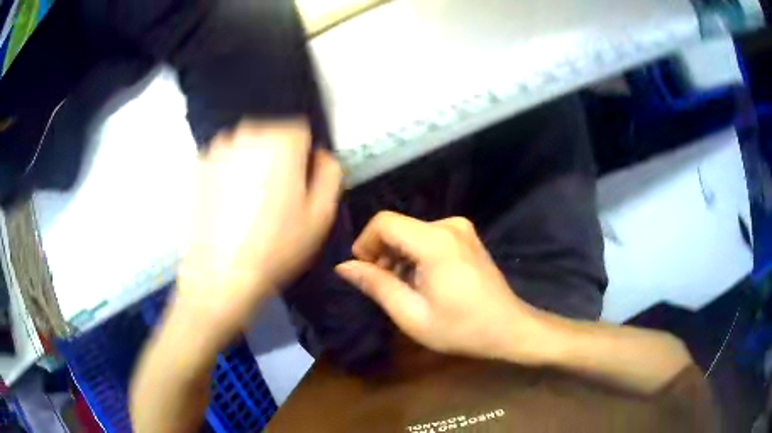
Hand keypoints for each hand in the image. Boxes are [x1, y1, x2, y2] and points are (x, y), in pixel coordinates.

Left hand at [177, 120, 341, 342]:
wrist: (222, 274)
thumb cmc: (277, 247)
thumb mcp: (321, 215)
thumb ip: (330, 174)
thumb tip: (319, 156)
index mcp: (282, 141)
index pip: (300, 131)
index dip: (303, 158)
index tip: (298, 185)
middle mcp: (248, 133)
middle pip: (272, 134)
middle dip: (277, 157)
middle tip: (274, 196)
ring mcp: (218, 147)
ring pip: (246, 145)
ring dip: (252, 163)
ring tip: (249, 201)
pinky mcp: (199, 165)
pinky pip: (223, 159)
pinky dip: (228, 172)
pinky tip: (228, 203)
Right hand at [335, 211, 545, 362]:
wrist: (508, 328)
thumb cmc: (460, 328)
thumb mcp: (411, 314)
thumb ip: (376, 285)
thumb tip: (344, 266)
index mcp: (435, 242)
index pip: (384, 222)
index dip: (365, 242)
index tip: (364, 271)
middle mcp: (449, 225)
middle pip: (398, 227)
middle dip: (382, 253)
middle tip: (382, 286)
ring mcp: (461, 229)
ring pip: (412, 233)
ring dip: (399, 256)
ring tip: (403, 288)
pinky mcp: (466, 237)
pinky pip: (428, 237)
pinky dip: (416, 255)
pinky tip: (422, 281)